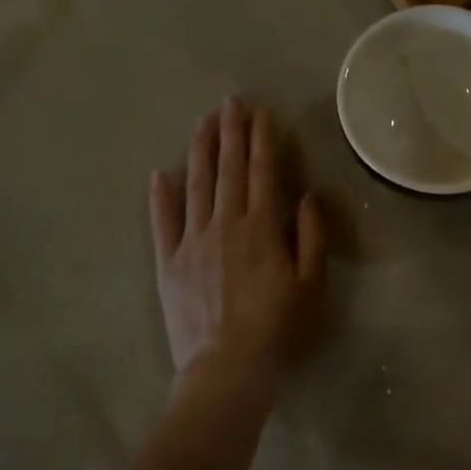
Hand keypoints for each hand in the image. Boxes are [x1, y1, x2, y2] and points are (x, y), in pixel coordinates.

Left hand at [149, 98, 326, 386]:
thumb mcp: (311, 283)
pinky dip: (160, 197)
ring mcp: (192, 241)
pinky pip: (162, 223)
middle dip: (230, 132)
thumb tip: (307, 195)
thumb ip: (311, 235)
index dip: (262, 139)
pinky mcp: (168, 263)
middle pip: (228, 169)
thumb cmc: (277, 327)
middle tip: (229, 101)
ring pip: (196, 185)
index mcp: (261, 227)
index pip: (261, 171)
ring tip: (202, 122)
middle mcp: (225, 224)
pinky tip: (159, 173)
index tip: (260, 111)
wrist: (227, 368)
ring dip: (200, 151)